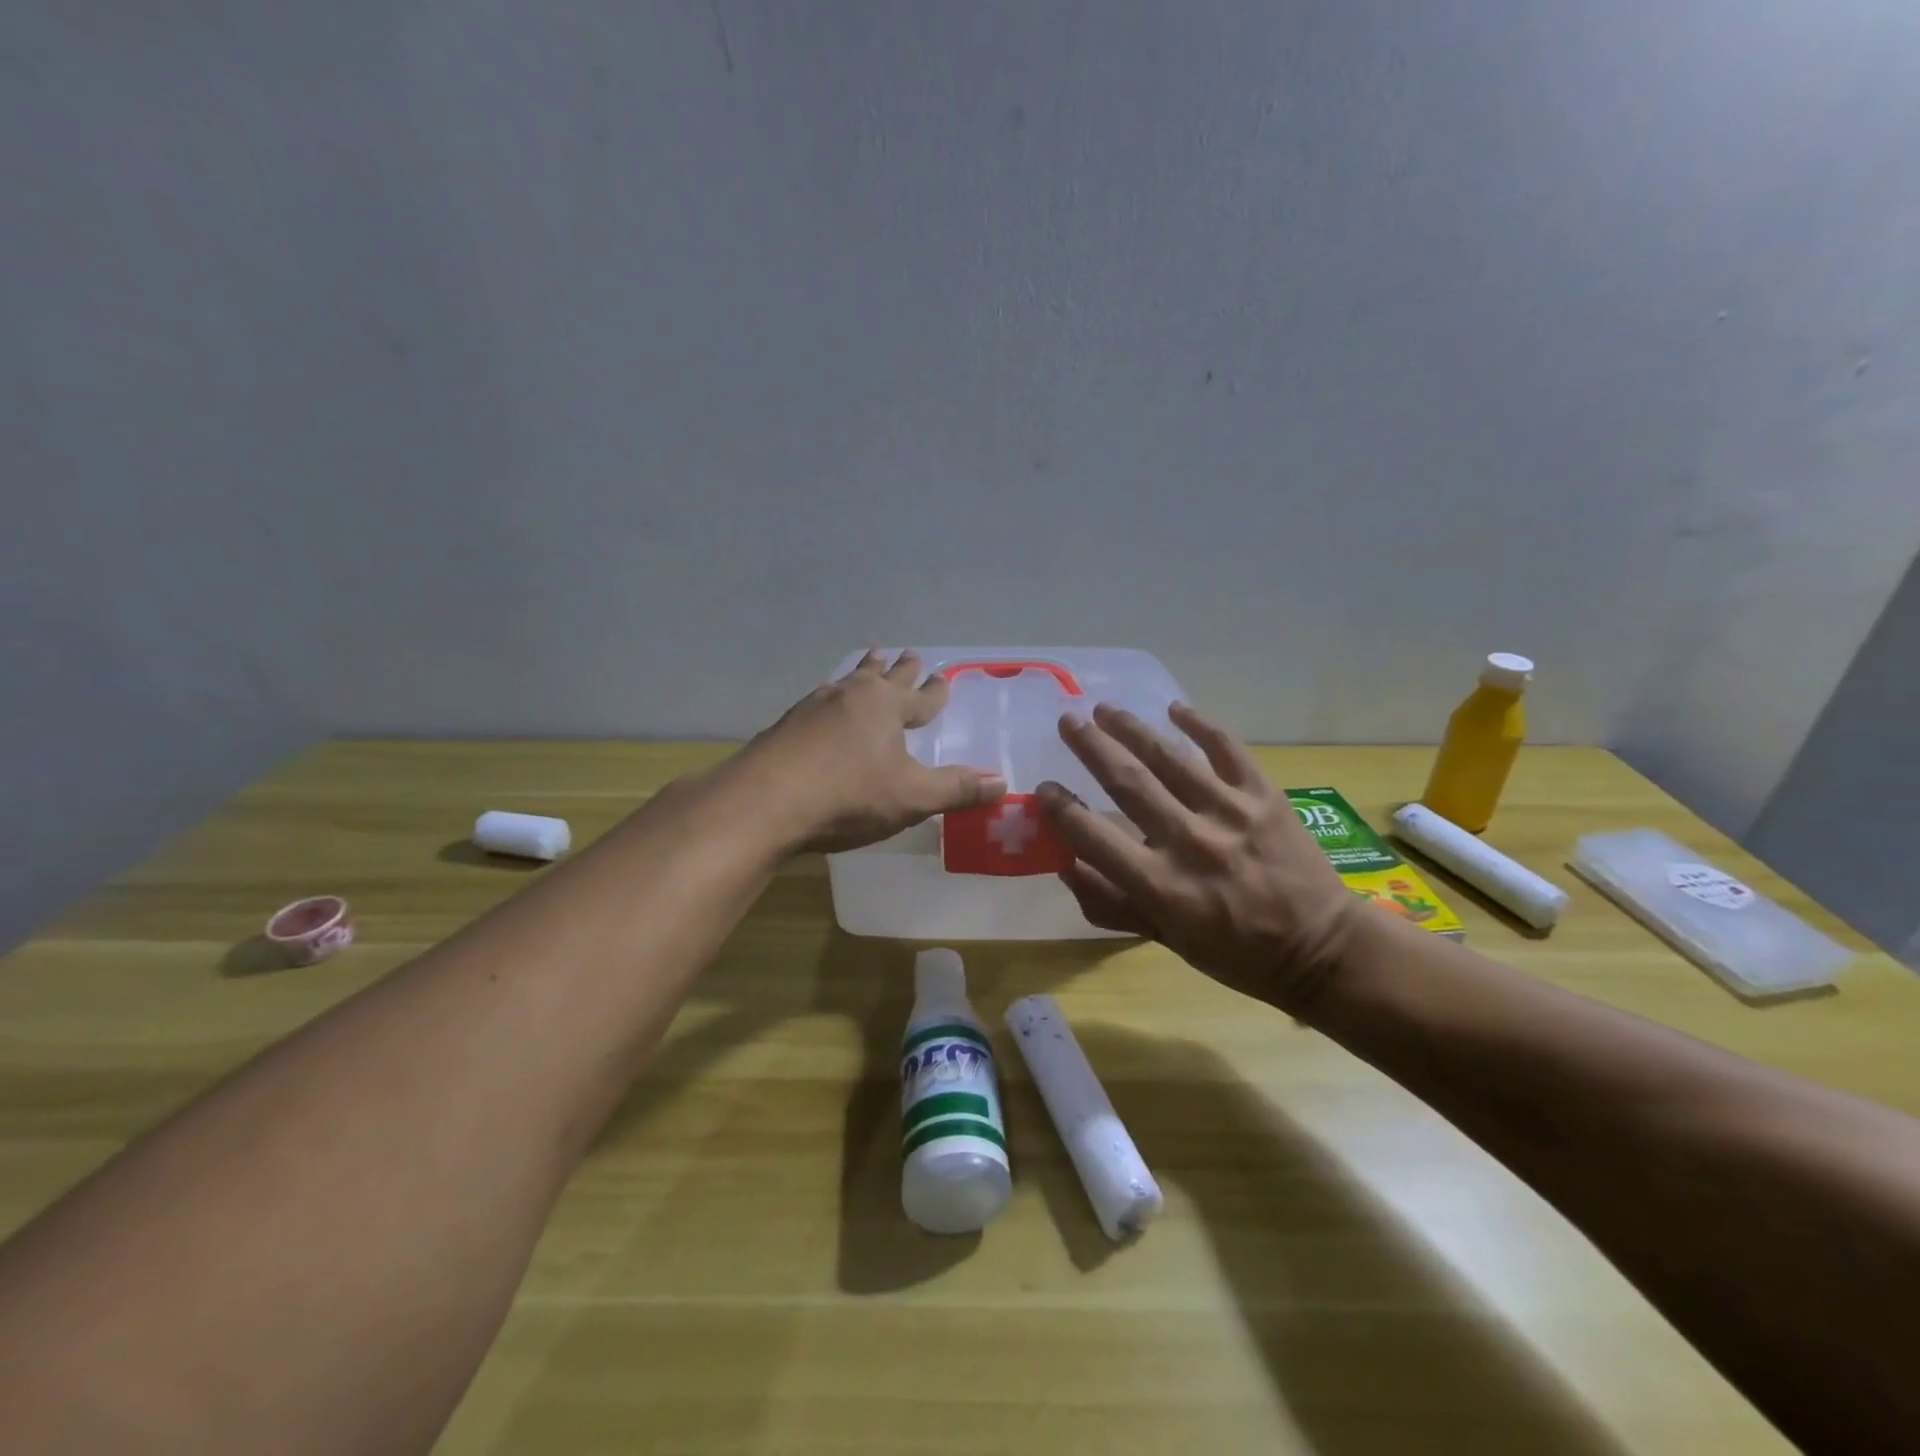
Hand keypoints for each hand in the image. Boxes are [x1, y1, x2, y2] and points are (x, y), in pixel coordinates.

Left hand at [740, 650, 1006, 853]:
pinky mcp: (786, 725)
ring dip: (862, 672)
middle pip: (882, 677)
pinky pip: (820, 702)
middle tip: (908, 653)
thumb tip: (1003, 783)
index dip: (935, 692)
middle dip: (899, 669)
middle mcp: (851, 696)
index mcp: (886, 706)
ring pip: (847, 682)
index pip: (921, 697)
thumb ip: (956, 789)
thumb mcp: (911, 796)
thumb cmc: (848, 795)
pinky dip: (832, 699)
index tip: (944, 678)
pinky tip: (824, 707)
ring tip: (867, 662)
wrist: (764, 802)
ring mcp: (814, 707)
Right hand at [1036, 702, 1364, 1016]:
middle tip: (1068, 722)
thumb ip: (1112, 904)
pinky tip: (1174, 708)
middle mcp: (1189, 842)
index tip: (1044, 788)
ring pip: (1169, 758)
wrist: (1320, 948)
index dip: (1061, 809)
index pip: (1093, 836)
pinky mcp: (1264, 796)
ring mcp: (1230, 813)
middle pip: (1128, 782)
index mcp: (1160, 886)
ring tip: (1105, 709)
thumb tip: (1065, 865)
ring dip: (1132, 729)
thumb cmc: (1235, 952)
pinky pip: (1227, 749)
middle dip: (1091, 747)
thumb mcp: (1165, 940)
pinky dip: (1200, 725)